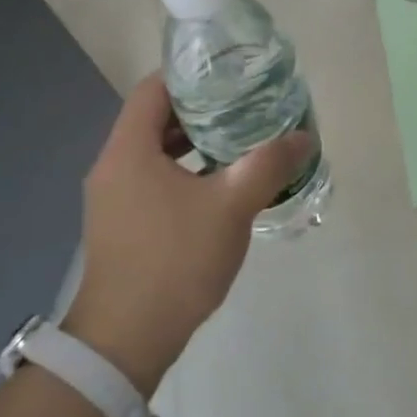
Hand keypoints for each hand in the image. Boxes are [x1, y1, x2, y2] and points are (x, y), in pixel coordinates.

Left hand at [64, 74, 310, 395]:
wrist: (126, 340)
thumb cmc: (175, 261)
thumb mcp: (231, 207)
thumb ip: (268, 165)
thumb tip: (303, 137)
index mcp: (129, 150)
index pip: (154, 88)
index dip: (192, 76)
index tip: (232, 75)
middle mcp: (113, 166)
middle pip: (155, 118)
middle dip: (201, 110)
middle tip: (246, 106)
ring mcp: (113, 198)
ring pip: (155, 152)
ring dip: (195, 144)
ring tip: (241, 141)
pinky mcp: (121, 224)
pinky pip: (153, 180)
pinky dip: (185, 172)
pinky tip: (221, 186)